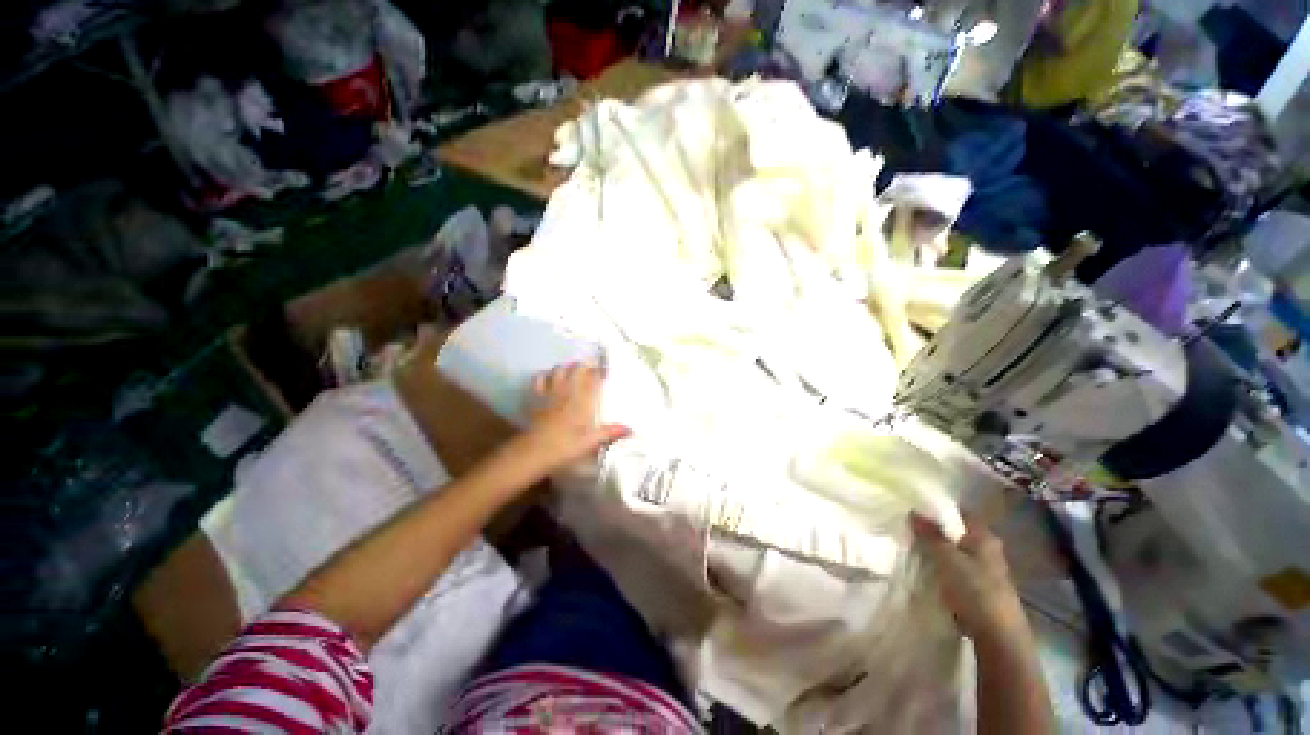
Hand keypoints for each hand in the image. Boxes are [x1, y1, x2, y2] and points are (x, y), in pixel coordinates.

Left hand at [518, 362, 630, 474]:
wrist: (532, 452)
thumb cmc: (564, 448)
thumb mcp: (590, 442)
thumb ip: (610, 433)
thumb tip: (632, 430)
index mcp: (582, 401)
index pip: (594, 378)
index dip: (600, 372)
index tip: (605, 371)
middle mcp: (567, 391)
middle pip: (576, 368)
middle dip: (585, 365)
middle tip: (591, 368)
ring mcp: (549, 392)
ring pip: (558, 369)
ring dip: (566, 367)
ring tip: (571, 370)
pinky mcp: (535, 397)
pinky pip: (539, 378)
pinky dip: (545, 375)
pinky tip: (548, 379)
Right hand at [910, 512, 1030, 644]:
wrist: (998, 636)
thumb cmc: (975, 590)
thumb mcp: (947, 558)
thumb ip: (930, 535)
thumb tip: (913, 511)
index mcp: (985, 537)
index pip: (960, 513)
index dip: (940, 509)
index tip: (916, 507)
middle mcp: (989, 550)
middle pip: (958, 533)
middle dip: (936, 531)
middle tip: (909, 528)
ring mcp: (987, 571)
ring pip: (957, 553)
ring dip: (939, 552)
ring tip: (913, 548)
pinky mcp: (982, 590)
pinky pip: (958, 571)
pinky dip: (944, 569)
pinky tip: (928, 572)